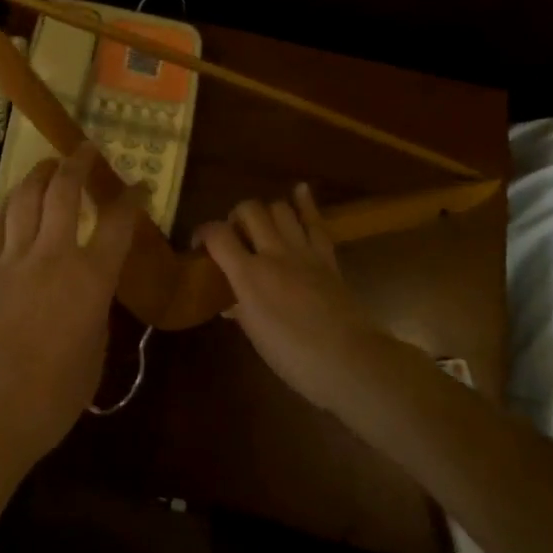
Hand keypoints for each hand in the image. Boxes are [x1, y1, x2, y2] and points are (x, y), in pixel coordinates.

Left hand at [0, 144, 136, 474]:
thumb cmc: (50, 400)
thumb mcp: (93, 357)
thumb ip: (96, 314)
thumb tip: (91, 292)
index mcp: (90, 280)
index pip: (118, 224)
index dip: (131, 198)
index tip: (139, 185)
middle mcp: (52, 256)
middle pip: (64, 191)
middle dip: (78, 163)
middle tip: (85, 149)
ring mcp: (11, 259)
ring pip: (26, 197)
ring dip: (40, 173)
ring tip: (50, 164)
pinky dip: (12, 204)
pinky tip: (16, 200)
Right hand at [198, 185, 387, 414]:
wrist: (352, 362)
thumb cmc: (297, 359)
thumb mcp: (257, 338)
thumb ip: (241, 310)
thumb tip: (229, 301)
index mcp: (249, 276)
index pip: (217, 235)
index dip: (203, 233)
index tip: (199, 245)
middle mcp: (273, 254)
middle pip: (249, 210)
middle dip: (236, 216)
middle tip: (235, 236)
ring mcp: (303, 252)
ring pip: (280, 208)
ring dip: (266, 211)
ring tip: (262, 225)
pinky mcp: (327, 257)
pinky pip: (315, 223)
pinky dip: (305, 204)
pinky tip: (299, 190)